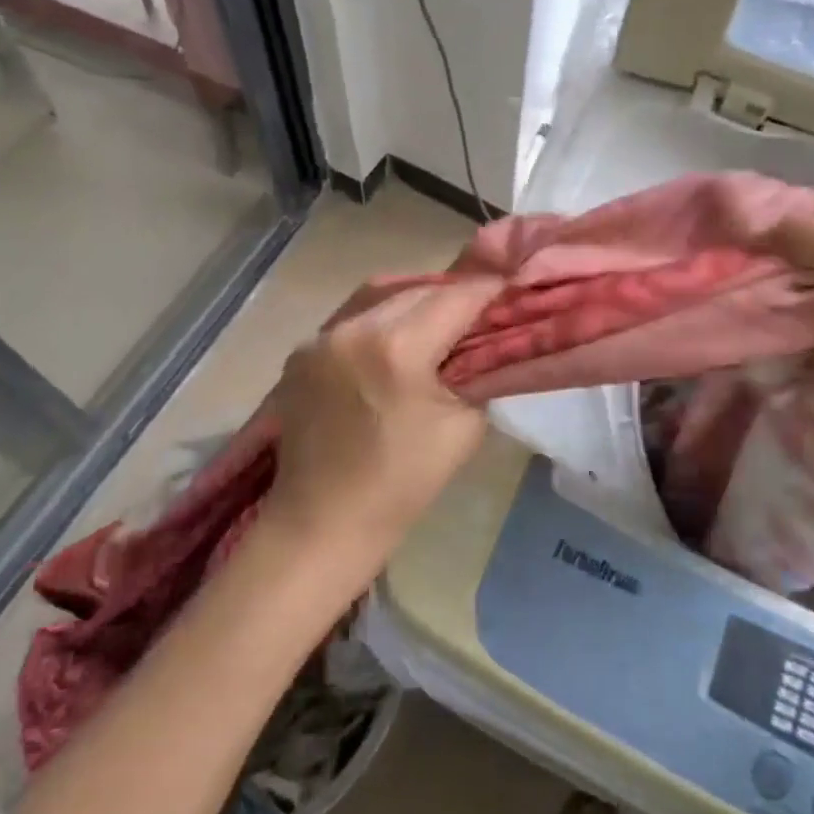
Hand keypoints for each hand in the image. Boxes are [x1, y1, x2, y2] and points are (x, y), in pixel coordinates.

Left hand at [267, 278, 502, 561]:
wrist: (323, 523)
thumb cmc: (403, 483)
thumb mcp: (465, 425)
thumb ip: (480, 370)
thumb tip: (490, 338)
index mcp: (397, 347)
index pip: (457, 296)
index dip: (490, 290)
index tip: (512, 292)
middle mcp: (353, 328)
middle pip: (419, 290)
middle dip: (453, 295)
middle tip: (479, 312)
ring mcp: (320, 337)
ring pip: (382, 296)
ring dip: (415, 303)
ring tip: (438, 323)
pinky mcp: (300, 351)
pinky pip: (352, 318)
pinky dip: (380, 321)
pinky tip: (393, 345)